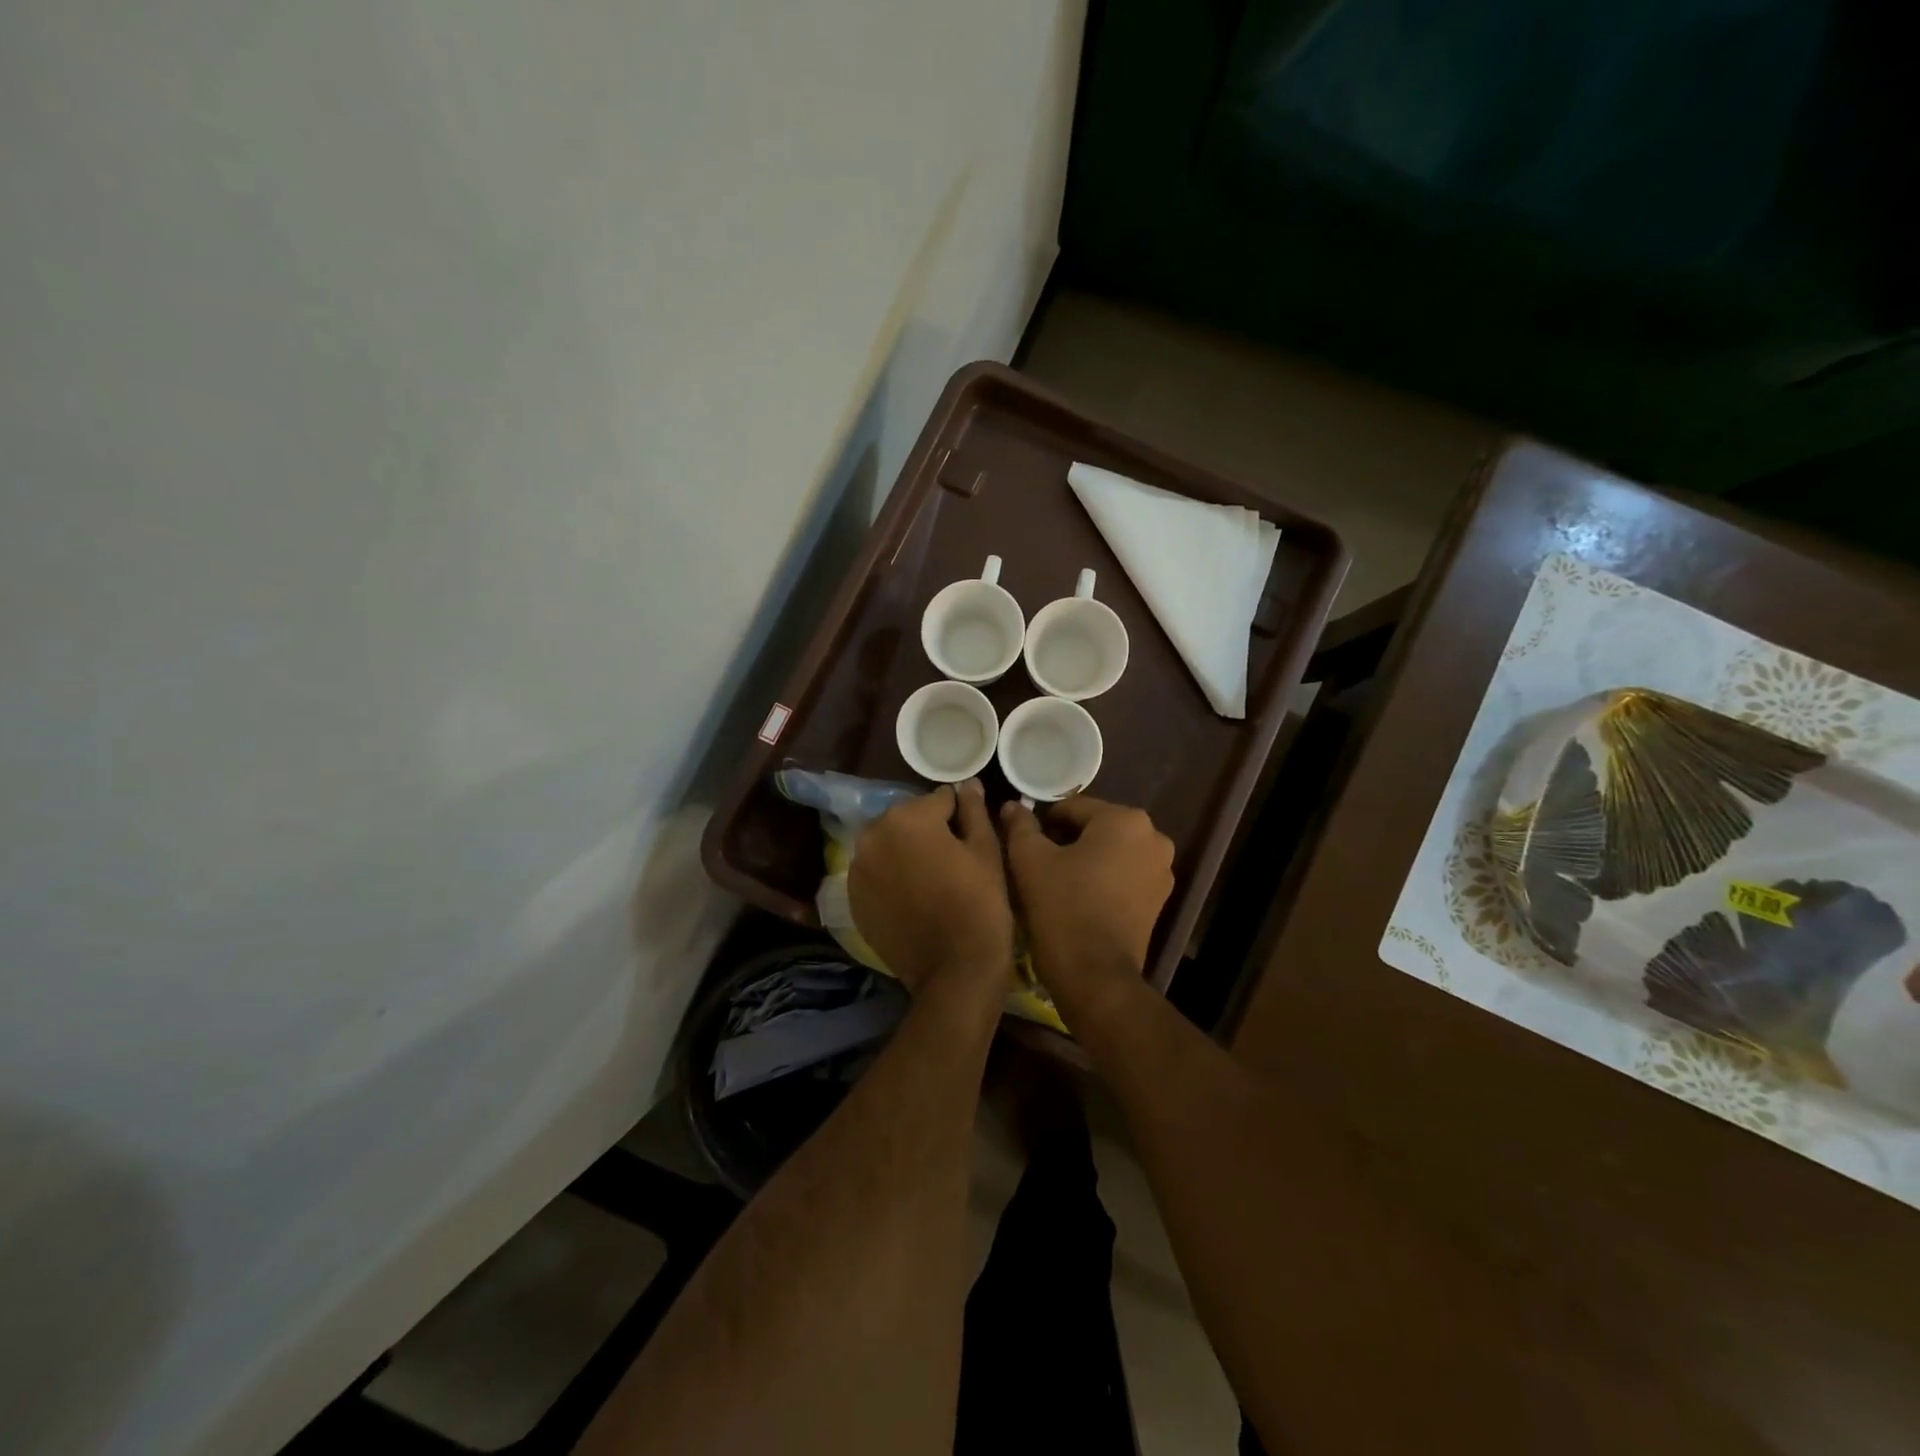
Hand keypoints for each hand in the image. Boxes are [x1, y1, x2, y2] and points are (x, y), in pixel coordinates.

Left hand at [849, 780, 1013, 998]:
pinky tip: (912, 898)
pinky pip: (876, 874)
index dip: (960, 816)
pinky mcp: (854, 899)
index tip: (971, 838)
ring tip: (932, 880)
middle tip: (953, 860)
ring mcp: (858, 869)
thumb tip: (968, 784)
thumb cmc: (980, 903)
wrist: (955, 969)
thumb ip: (973, 810)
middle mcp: (873, 835)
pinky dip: (890, 878)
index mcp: (907, 816)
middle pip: (908, 819)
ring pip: (889, 846)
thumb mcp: (986, 850)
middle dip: (927, 831)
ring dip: (906, 853)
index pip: (940, 799)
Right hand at [1000, 796, 1173, 1016]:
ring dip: (1084, 859)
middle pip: (1095, 828)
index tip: (1023, 842)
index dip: (1043, 822)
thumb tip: (1012, 806)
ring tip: (1055, 881)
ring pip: (1110, 852)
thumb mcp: (1030, 860)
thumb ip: (1021, 826)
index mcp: (1125, 819)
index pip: (1073, 808)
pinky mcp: (1159, 900)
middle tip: (1036, 862)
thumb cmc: (1062, 907)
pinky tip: (1077, 897)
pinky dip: (1101, 879)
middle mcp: (1153, 838)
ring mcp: (1161, 870)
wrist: (1095, 975)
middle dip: (1066, 840)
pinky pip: (1123, 875)